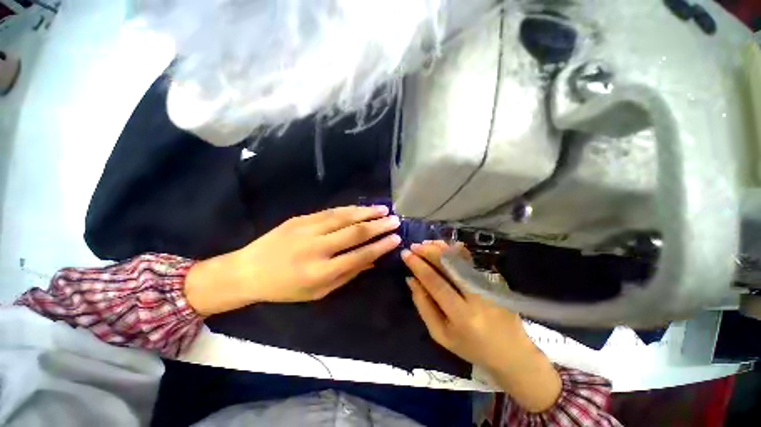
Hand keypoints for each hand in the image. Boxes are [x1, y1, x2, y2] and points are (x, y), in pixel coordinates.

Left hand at [185, 205, 400, 314]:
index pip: (359, 256)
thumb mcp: (319, 292)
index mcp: (320, 272)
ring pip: (344, 217)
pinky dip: (349, 209)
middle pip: (354, 233)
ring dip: (366, 212)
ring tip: (383, 209)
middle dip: (378, 226)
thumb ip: (348, 275)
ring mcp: (307, 230)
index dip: (380, 246)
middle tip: (395, 220)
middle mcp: (316, 249)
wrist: (248, 270)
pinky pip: (330, 211)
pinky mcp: (300, 218)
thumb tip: (373, 260)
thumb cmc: (285, 288)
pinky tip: (361, 207)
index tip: (396, 238)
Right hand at [401, 241, 524, 368]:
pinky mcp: (493, 280)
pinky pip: (470, 260)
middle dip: (428, 251)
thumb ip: (424, 305)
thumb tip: (411, 280)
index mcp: (461, 315)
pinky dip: (454, 250)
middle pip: (450, 265)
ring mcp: (488, 285)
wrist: (511, 352)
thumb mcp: (440, 334)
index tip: (405, 254)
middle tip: (414, 246)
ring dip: (440, 248)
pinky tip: (443, 246)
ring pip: (460, 258)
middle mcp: (476, 296)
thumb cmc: (471, 347)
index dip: (418, 266)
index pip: (435, 282)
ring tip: (425, 243)